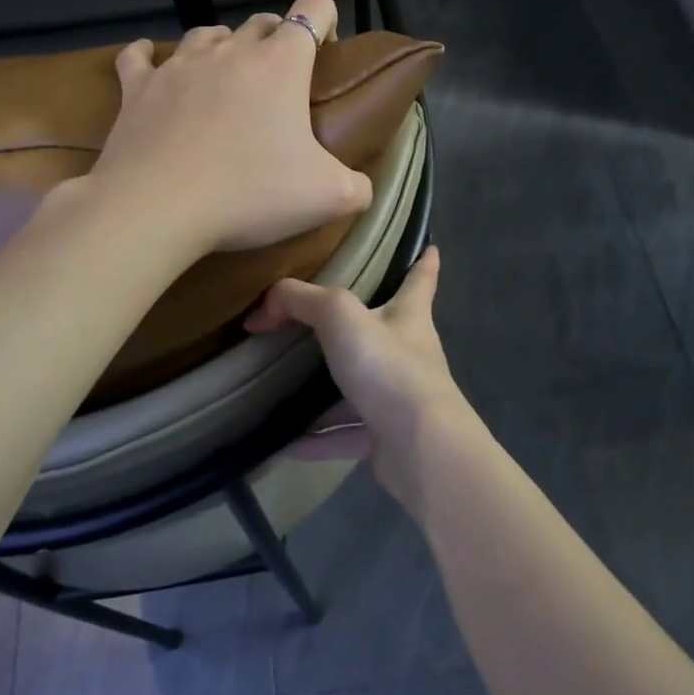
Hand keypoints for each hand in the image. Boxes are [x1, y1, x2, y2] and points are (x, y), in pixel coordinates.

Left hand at [87, 0, 374, 254]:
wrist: (158, 207)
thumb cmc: (250, 193)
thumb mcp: (328, 197)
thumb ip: (358, 187)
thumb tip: (363, 188)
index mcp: (280, 63)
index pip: (313, 8)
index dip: (325, 20)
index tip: (325, 52)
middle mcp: (230, 51)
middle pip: (260, 23)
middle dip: (275, 41)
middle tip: (279, 83)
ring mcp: (179, 65)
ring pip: (207, 35)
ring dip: (222, 48)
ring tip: (225, 78)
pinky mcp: (138, 87)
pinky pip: (140, 57)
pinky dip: (149, 58)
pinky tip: (152, 66)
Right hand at [245, 246, 488, 510]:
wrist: (420, 448)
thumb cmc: (389, 368)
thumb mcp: (341, 317)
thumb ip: (301, 301)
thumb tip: (263, 309)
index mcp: (409, 316)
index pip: (421, 278)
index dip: (424, 260)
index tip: (431, 246)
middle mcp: (408, 355)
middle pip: (384, 331)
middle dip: (358, 325)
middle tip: (322, 318)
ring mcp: (398, 399)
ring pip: (358, 388)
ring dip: (325, 389)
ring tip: (285, 383)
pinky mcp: (384, 438)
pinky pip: (342, 434)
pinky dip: (314, 438)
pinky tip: (282, 442)